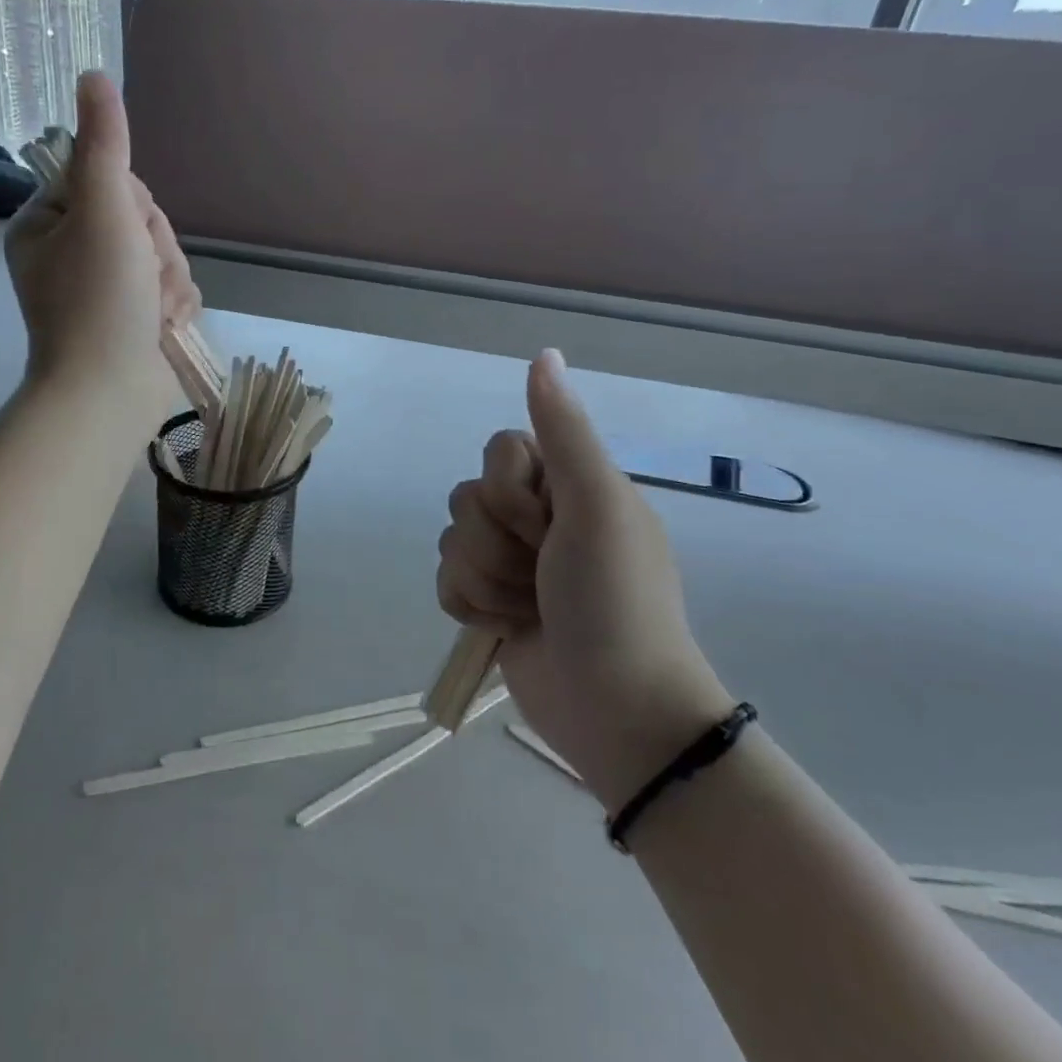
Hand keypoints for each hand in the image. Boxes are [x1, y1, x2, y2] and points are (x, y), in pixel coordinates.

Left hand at [4, 72, 200, 426]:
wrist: (111, 393)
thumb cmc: (99, 300)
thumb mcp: (102, 211)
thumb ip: (104, 144)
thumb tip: (93, 74)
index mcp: (47, 223)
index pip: (108, 178)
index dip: (131, 203)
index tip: (126, 230)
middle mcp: (71, 251)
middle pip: (140, 218)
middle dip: (155, 248)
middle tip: (141, 278)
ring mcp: (105, 288)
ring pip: (163, 254)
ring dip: (170, 280)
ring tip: (154, 311)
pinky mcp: (134, 317)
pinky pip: (171, 288)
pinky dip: (175, 306)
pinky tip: (164, 326)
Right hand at [436, 350, 732, 810]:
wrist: (615, 709)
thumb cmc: (615, 600)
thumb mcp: (597, 505)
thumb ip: (563, 431)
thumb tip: (544, 353)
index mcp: (568, 486)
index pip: (499, 449)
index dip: (509, 488)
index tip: (545, 522)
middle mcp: (538, 517)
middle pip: (467, 497)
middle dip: (498, 543)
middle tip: (544, 574)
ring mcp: (511, 562)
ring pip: (452, 540)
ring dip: (487, 580)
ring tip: (529, 610)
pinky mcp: (488, 603)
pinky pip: (445, 581)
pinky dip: (471, 607)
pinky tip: (505, 629)